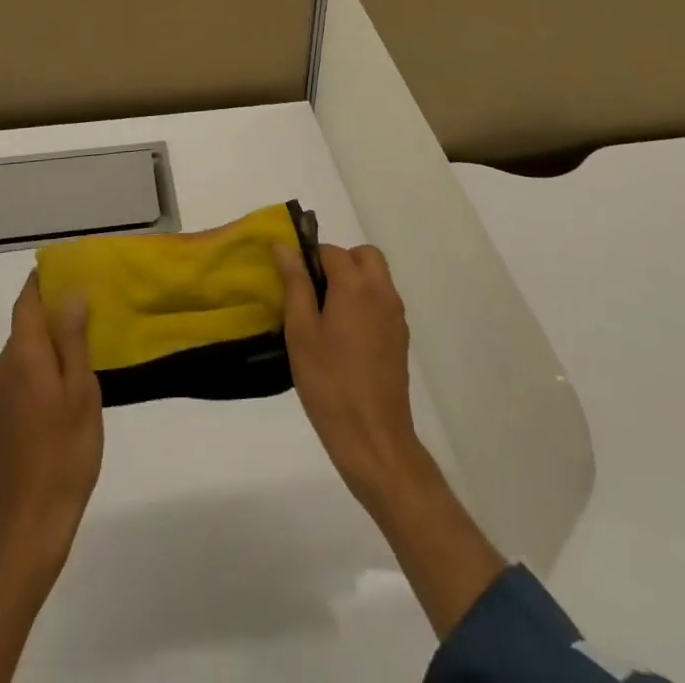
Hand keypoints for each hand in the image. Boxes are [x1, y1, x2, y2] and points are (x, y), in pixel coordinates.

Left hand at [0, 271, 103, 566]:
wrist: (26, 527)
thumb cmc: (63, 454)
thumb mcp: (81, 392)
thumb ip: (74, 341)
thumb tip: (71, 296)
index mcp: (22, 355)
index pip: (27, 301)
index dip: (43, 281)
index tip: (67, 268)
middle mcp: (1, 368)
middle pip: (25, 325)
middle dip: (53, 313)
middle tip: (91, 311)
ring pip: (24, 352)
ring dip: (49, 344)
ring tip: (86, 350)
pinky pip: (20, 375)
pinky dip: (41, 368)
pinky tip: (66, 388)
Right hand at [275, 242, 507, 640]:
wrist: (373, 438)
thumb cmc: (329, 383)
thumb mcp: (301, 331)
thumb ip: (295, 284)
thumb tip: (284, 247)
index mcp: (356, 285)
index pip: (331, 251)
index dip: (309, 258)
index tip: (292, 281)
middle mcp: (382, 292)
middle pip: (364, 256)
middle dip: (339, 262)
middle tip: (314, 290)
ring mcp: (395, 316)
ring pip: (376, 278)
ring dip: (354, 281)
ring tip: (326, 315)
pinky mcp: (400, 338)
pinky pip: (382, 302)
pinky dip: (365, 302)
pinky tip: (344, 337)